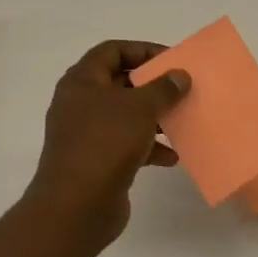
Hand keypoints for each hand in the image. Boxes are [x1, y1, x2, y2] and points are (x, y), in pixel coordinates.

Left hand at [22, 40, 190, 256]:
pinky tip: (171, 157)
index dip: (142, 50)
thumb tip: (179, 75)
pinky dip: (149, 147)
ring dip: (154, 118)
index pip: (112, 51)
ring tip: (182, 121)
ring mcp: (87, 134)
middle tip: (181, 89)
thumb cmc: (105, 143)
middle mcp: (80, 104)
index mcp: (82, 82)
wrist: (76, 206)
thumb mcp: (140, 108)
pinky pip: (127, 145)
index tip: (171, 60)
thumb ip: (163, 88)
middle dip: (153, 87)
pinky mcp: (96, 161)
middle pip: (120, 83)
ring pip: (126, 116)